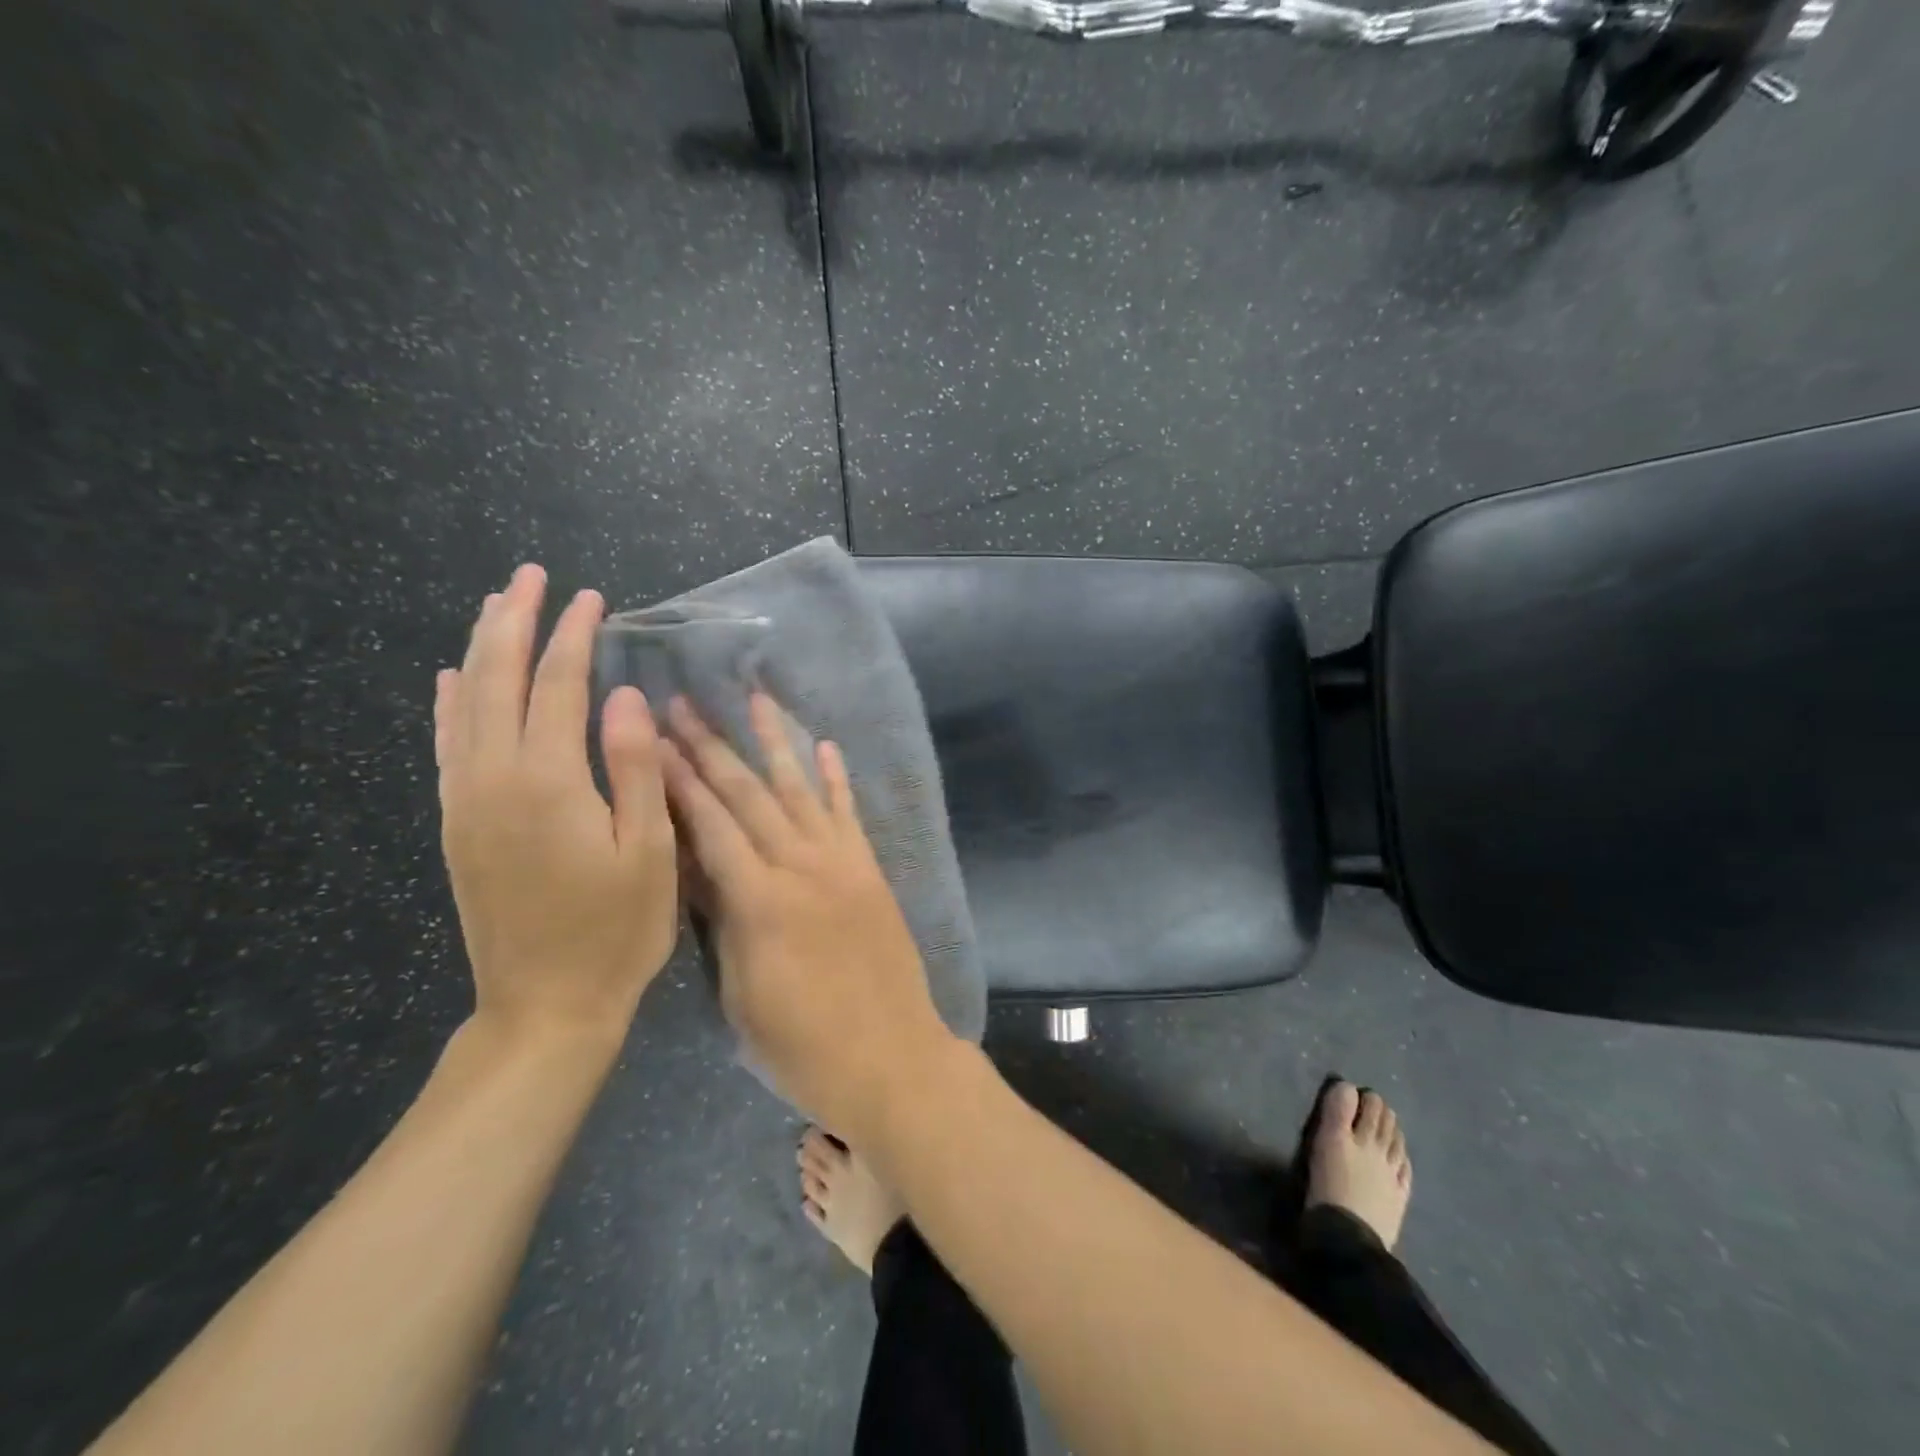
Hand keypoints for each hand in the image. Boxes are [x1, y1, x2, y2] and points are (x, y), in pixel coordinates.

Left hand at [435, 564, 677, 1055]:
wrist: (545, 1006)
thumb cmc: (617, 931)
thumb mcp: (649, 852)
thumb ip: (636, 769)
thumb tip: (624, 697)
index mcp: (549, 783)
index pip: (559, 686)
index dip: (574, 636)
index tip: (592, 598)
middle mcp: (495, 779)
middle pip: (497, 680)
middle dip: (514, 622)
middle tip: (531, 576)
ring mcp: (466, 802)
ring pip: (464, 705)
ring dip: (479, 650)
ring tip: (495, 606)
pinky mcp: (456, 825)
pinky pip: (446, 747)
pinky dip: (447, 704)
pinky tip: (448, 680)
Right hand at [660, 692, 957, 1135]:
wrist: (890, 1059)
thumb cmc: (802, 1047)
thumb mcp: (740, 995)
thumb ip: (723, 925)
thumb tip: (700, 870)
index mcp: (760, 902)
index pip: (710, 826)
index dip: (678, 781)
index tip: (652, 739)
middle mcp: (802, 867)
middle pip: (750, 796)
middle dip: (712, 748)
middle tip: (684, 706)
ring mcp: (842, 864)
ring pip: (801, 790)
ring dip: (776, 742)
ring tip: (755, 699)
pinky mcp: (870, 871)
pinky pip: (849, 814)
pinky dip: (836, 778)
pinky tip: (825, 745)